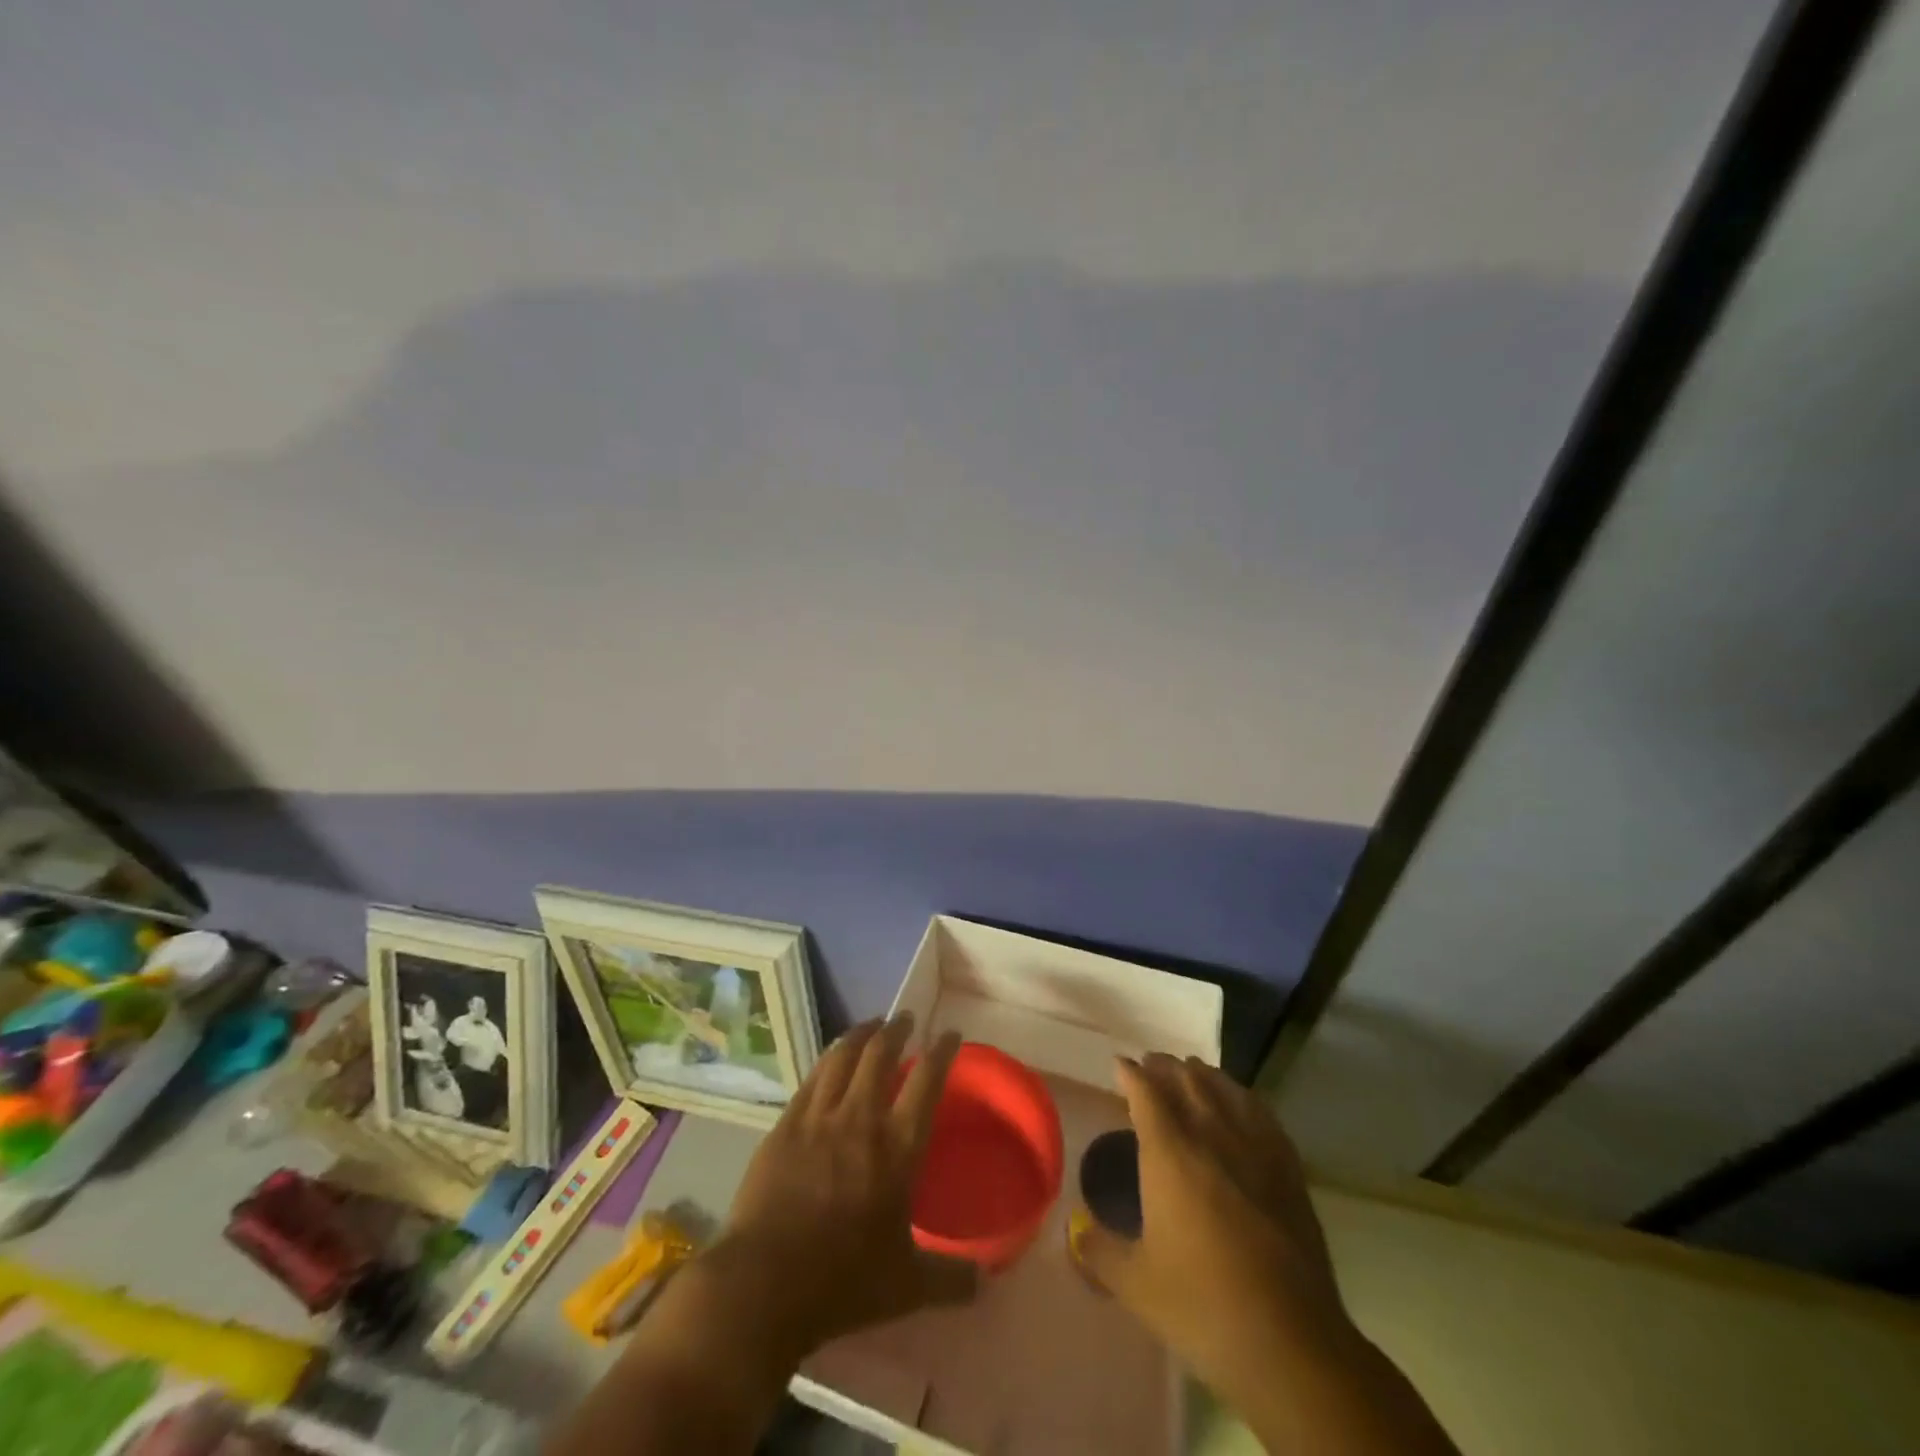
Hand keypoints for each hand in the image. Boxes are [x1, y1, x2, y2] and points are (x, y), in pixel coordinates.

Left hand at [546, 1015, 979, 1455]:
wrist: (763, 1285)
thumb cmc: (843, 1282)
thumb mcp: (907, 1287)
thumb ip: (950, 1279)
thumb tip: (986, 1283)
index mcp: (897, 1148)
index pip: (927, 1081)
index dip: (942, 1051)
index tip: (951, 1034)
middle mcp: (860, 1119)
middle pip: (881, 1054)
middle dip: (896, 1029)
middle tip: (904, 1019)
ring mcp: (818, 1118)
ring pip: (842, 1057)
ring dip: (860, 1034)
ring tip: (870, 1026)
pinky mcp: (785, 1126)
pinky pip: (811, 1079)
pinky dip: (827, 1061)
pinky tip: (830, 1061)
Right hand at [1073, 1055, 1353, 1414]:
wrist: (1290, 1343)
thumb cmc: (1202, 1306)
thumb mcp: (1135, 1284)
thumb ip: (1098, 1251)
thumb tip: (1074, 1233)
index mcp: (1170, 1153)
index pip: (1146, 1093)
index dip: (1130, 1073)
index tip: (1119, 1064)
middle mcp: (1211, 1136)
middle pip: (1186, 1080)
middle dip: (1164, 1066)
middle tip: (1150, 1064)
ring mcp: (1255, 1149)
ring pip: (1225, 1089)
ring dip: (1202, 1074)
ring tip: (1189, 1072)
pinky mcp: (1288, 1169)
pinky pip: (1262, 1113)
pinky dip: (1242, 1096)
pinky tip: (1240, 1102)